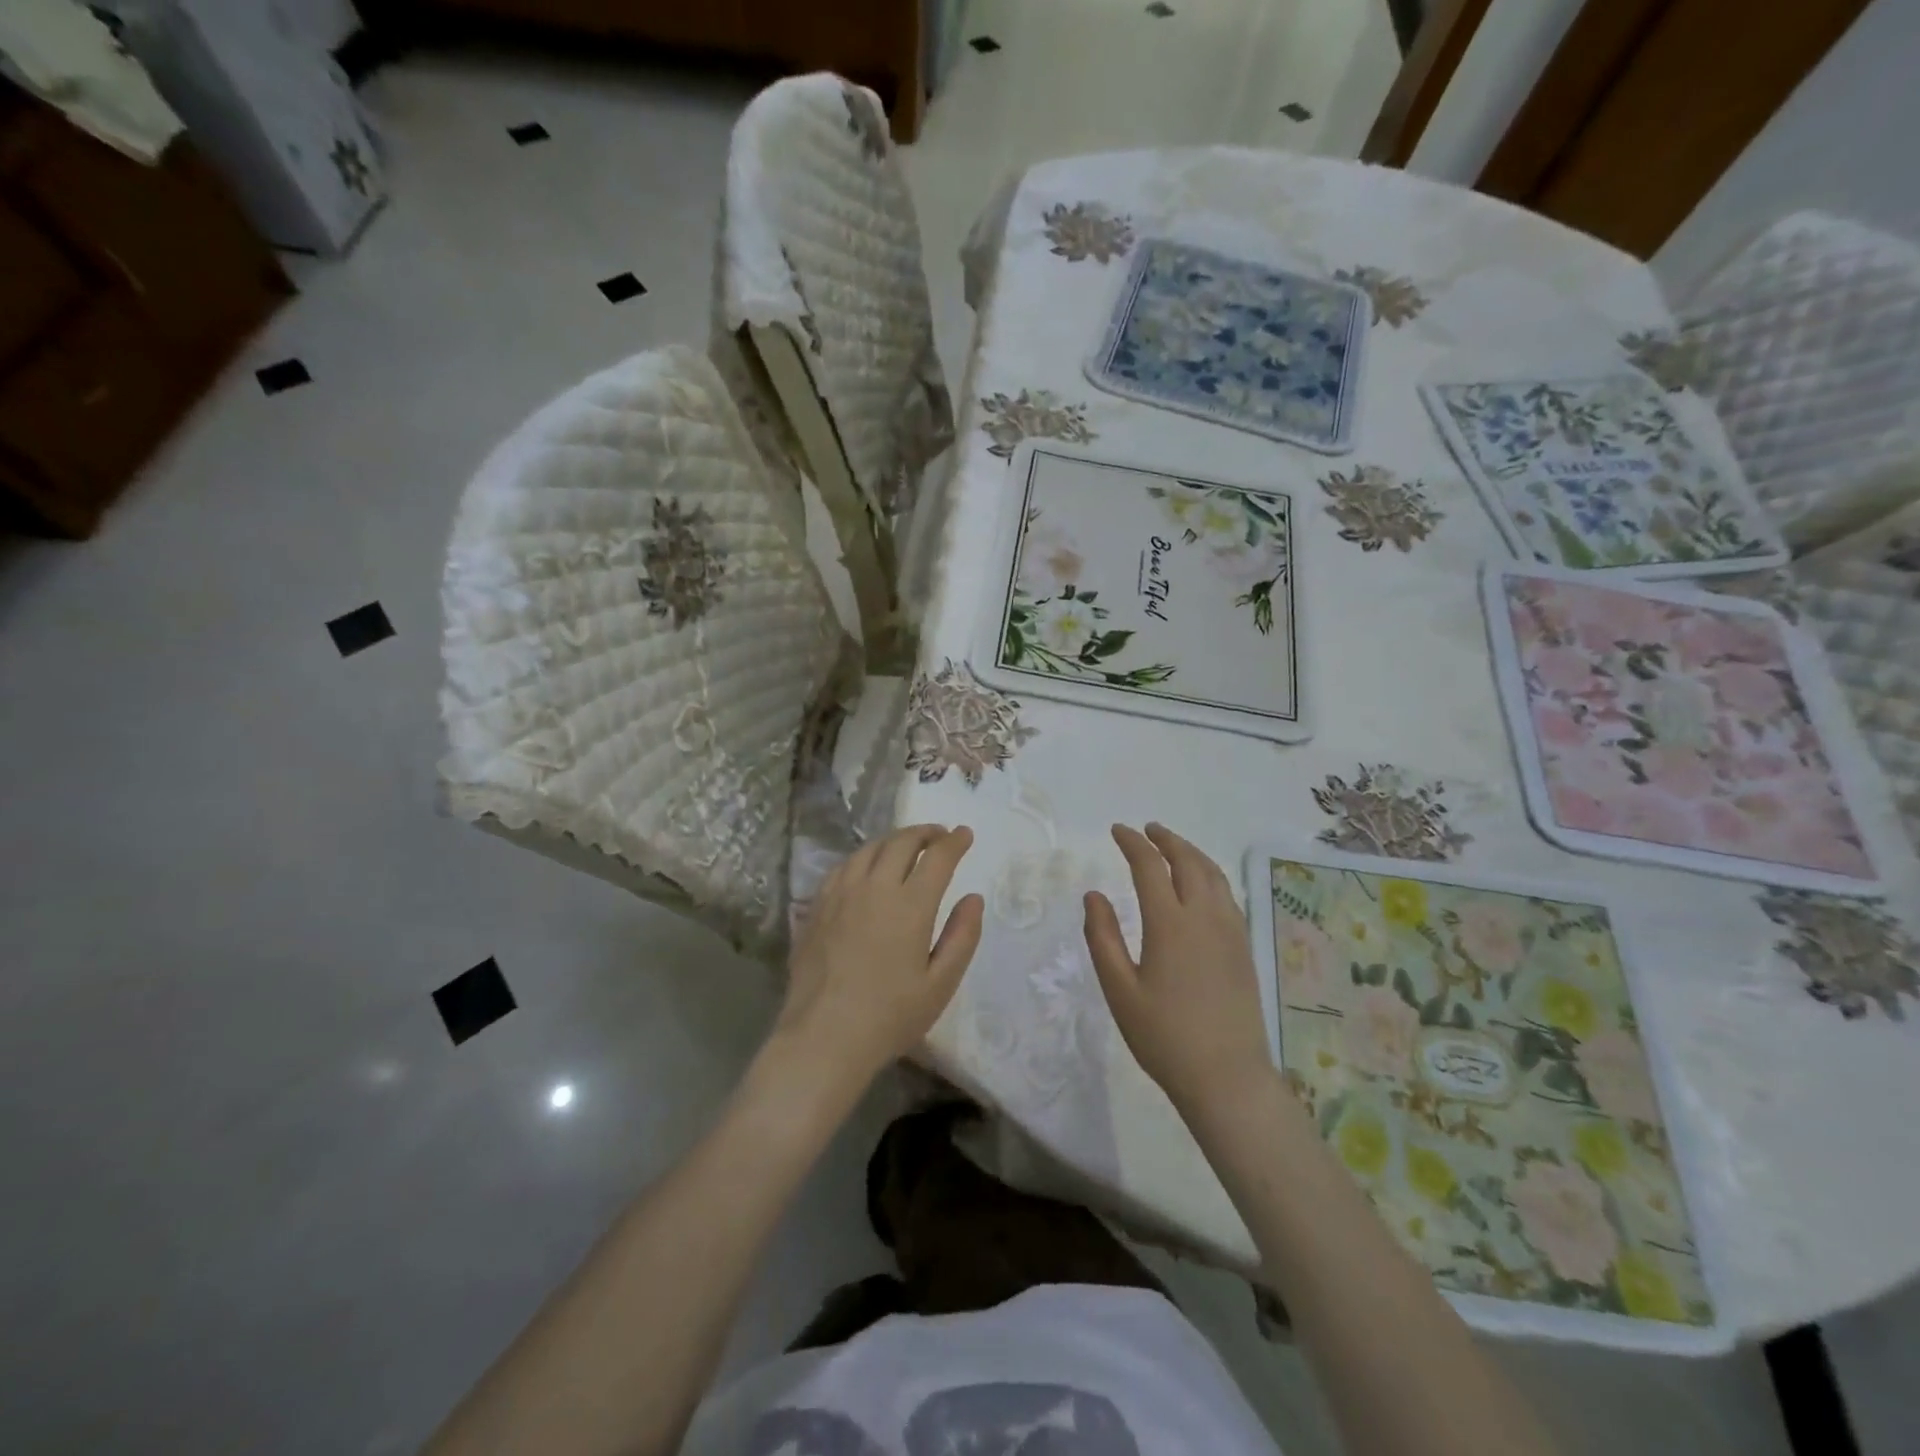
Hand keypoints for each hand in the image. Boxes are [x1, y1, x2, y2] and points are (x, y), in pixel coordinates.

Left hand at [775, 825, 983, 1091]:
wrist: (824, 1037)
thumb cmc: (890, 1016)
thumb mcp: (941, 984)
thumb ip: (962, 936)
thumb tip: (973, 898)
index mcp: (910, 905)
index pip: (937, 857)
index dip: (954, 841)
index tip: (965, 834)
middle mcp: (875, 888)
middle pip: (901, 842)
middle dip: (925, 833)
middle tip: (939, 836)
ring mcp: (841, 894)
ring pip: (869, 849)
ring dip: (893, 840)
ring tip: (906, 846)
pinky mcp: (817, 906)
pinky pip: (843, 866)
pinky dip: (863, 857)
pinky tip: (866, 867)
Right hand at [1084, 823, 1272, 1116]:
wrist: (1227, 1077)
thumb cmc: (1164, 1036)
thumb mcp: (1120, 990)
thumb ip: (1103, 938)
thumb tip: (1093, 895)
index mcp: (1170, 924)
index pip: (1149, 866)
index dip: (1132, 843)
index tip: (1118, 830)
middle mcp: (1204, 917)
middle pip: (1188, 861)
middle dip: (1166, 839)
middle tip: (1148, 829)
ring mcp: (1230, 931)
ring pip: (1213, 875)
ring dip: (1191, 853)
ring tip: (1173, 847)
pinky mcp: (1243, 947)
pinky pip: (1227, 895)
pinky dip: (1209, 875)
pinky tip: (1201, 884)